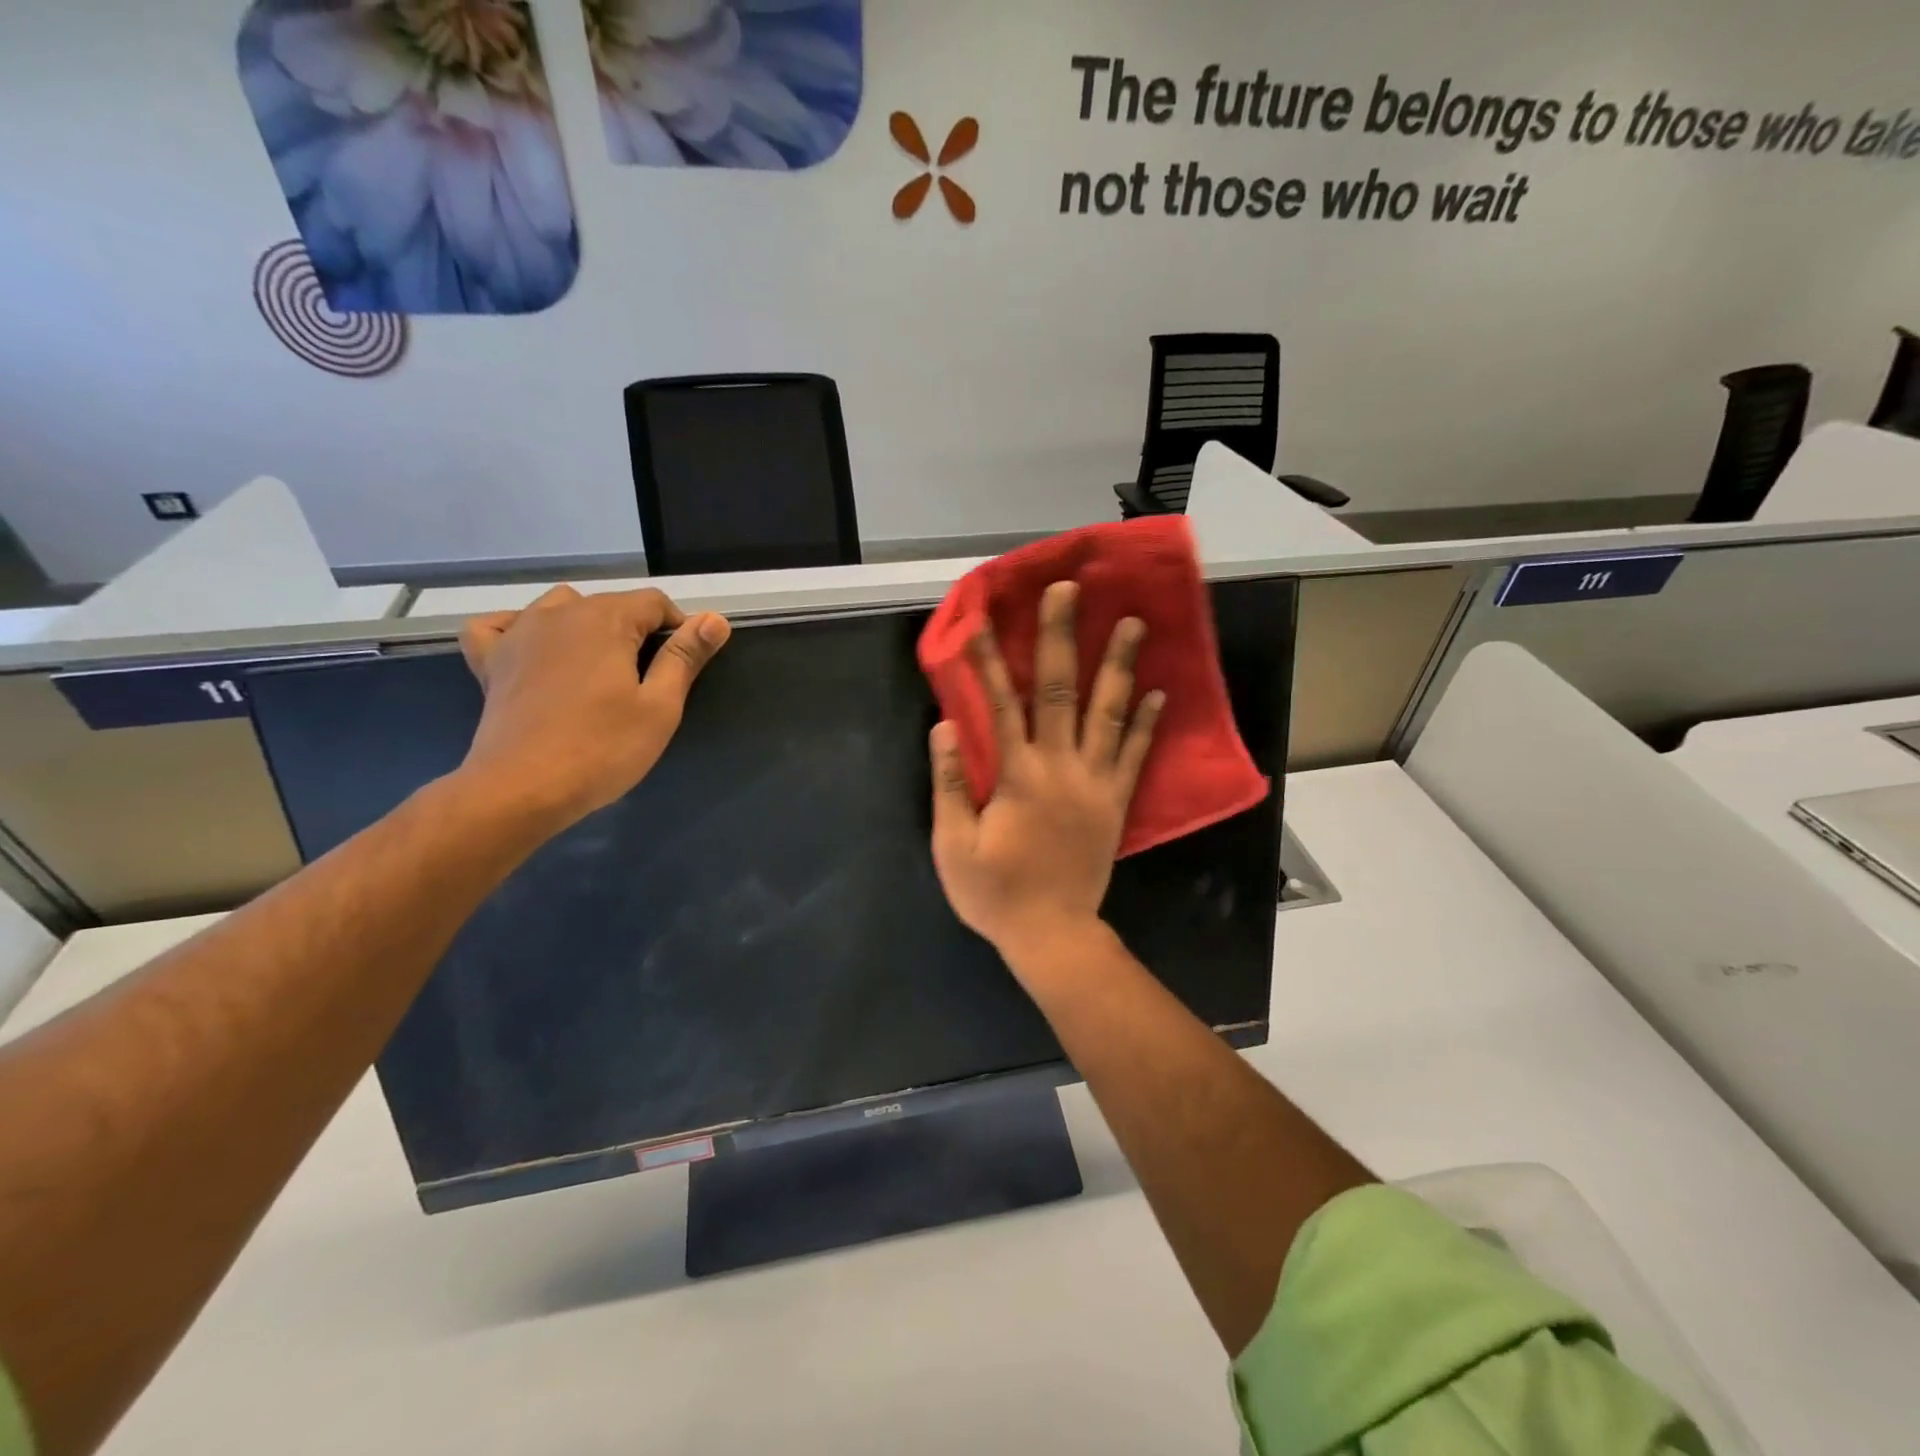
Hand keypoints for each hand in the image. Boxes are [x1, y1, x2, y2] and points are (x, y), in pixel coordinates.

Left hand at [456, 586, 730, 830]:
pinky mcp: (491, 661)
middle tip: (649, 679)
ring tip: (600, 665)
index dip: (679, 627)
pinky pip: (500, 625)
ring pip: (560, 607)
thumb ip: (685, 656)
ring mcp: (519, 634)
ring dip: (586, 625)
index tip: (685, 663)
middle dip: (636, 629)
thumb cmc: (603, 748)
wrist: (522, 788)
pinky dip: (519, 629)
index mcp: (606, 620)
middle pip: (611, 604)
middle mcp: (560, 614)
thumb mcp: (660, 706)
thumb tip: (715, 618)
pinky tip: (534, 649)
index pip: (654, 602)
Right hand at [930, 580, 1163, 967]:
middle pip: (1062, 691)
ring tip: (1132, 621)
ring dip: (1119, 665)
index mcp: (1017, 776)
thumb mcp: (952, 846)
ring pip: (1109, 713)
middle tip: (1069, 589)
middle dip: (1062, 635)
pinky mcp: (1116, 803)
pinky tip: (1158, 692)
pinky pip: (1135, 756)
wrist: (1053, 935)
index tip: (982, 619)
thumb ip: (948, 784)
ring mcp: (1096, 783)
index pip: (1001, 704)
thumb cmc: (995, 893)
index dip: (989, 660)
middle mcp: (1061, 768)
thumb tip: (944, 726)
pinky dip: (1146, 722)